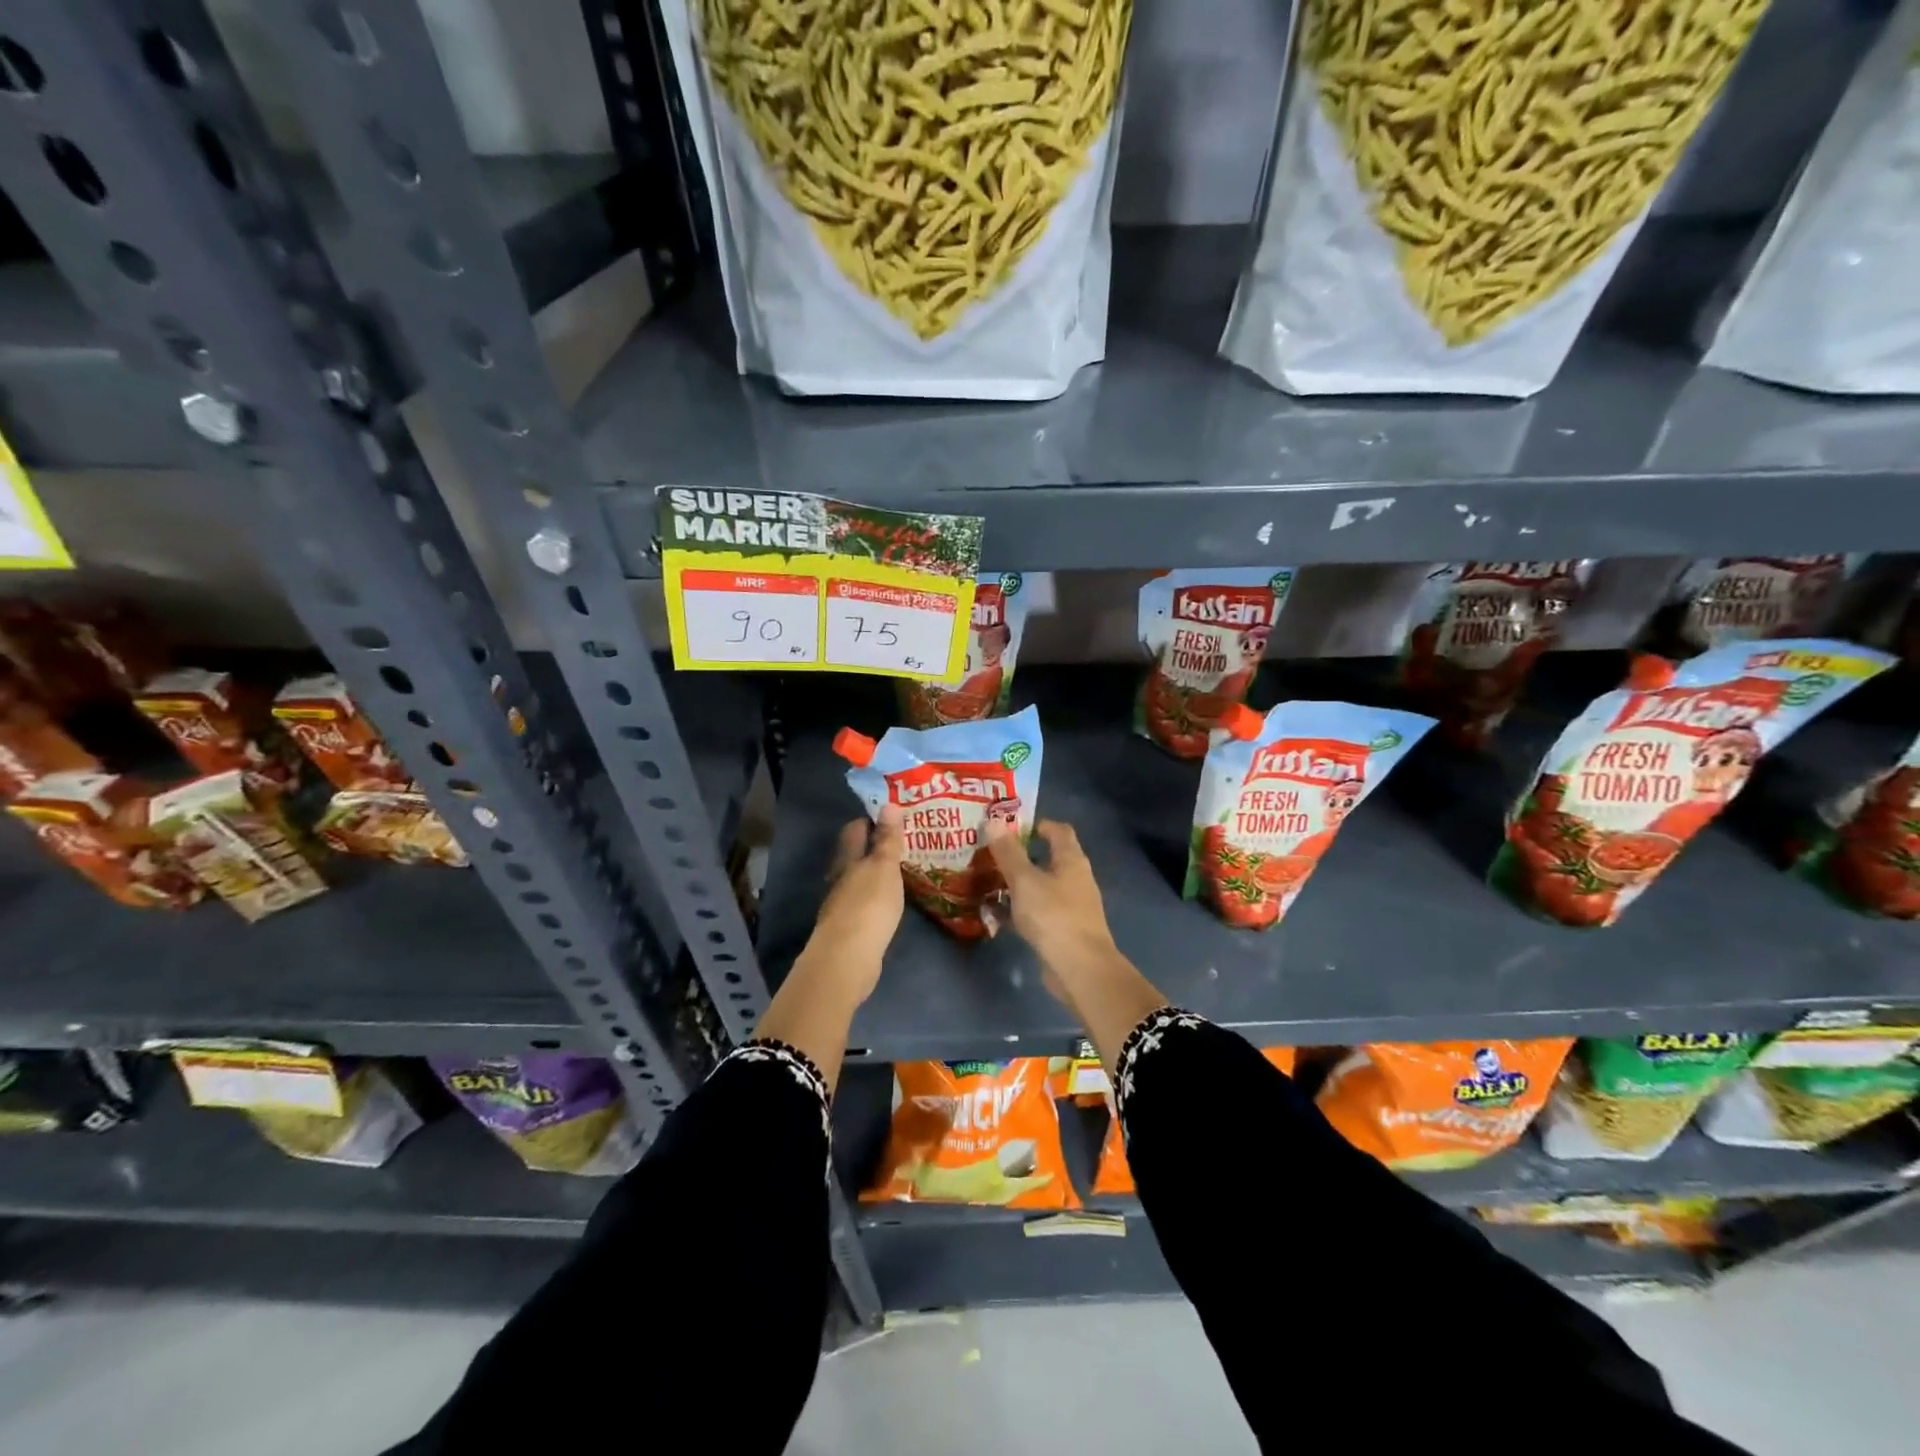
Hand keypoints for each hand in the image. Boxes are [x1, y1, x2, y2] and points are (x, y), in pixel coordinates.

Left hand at [797, 806, 905, 1006]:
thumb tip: (888, 803)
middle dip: (874, 846)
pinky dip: (877, 897)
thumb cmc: (868, 905)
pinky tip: (892, 901)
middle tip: (903, 841)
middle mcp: (840, 878)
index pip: (855, 829)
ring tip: (902, 869)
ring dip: (876, 873)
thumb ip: (887, 838)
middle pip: (854, 854)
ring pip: (859, 879)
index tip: (893, 814)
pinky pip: (864, 903)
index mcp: (847, 859)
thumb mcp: (884, 867)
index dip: (871, 819)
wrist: (848, 958)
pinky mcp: (849, 928)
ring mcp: (842, 904)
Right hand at [985, 818, 1119, 985]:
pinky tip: (995, 914)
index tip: (1010, 826)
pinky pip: (1037, 912)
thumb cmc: (1053, 916)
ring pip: (1040, 887)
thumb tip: (994, 819)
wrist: (1080, 969)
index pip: (1059, 831)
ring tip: (987, 880)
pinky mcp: (1063, 930)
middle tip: (990, 853)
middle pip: (1048, 858)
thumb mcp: (1025, 880)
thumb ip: (1009, 852)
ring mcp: (1071, 906)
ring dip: (1017, 884)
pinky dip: (1019, 910)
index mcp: (1071, 860)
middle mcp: (1075, 879)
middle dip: (1021, 855)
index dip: (1037, 824)